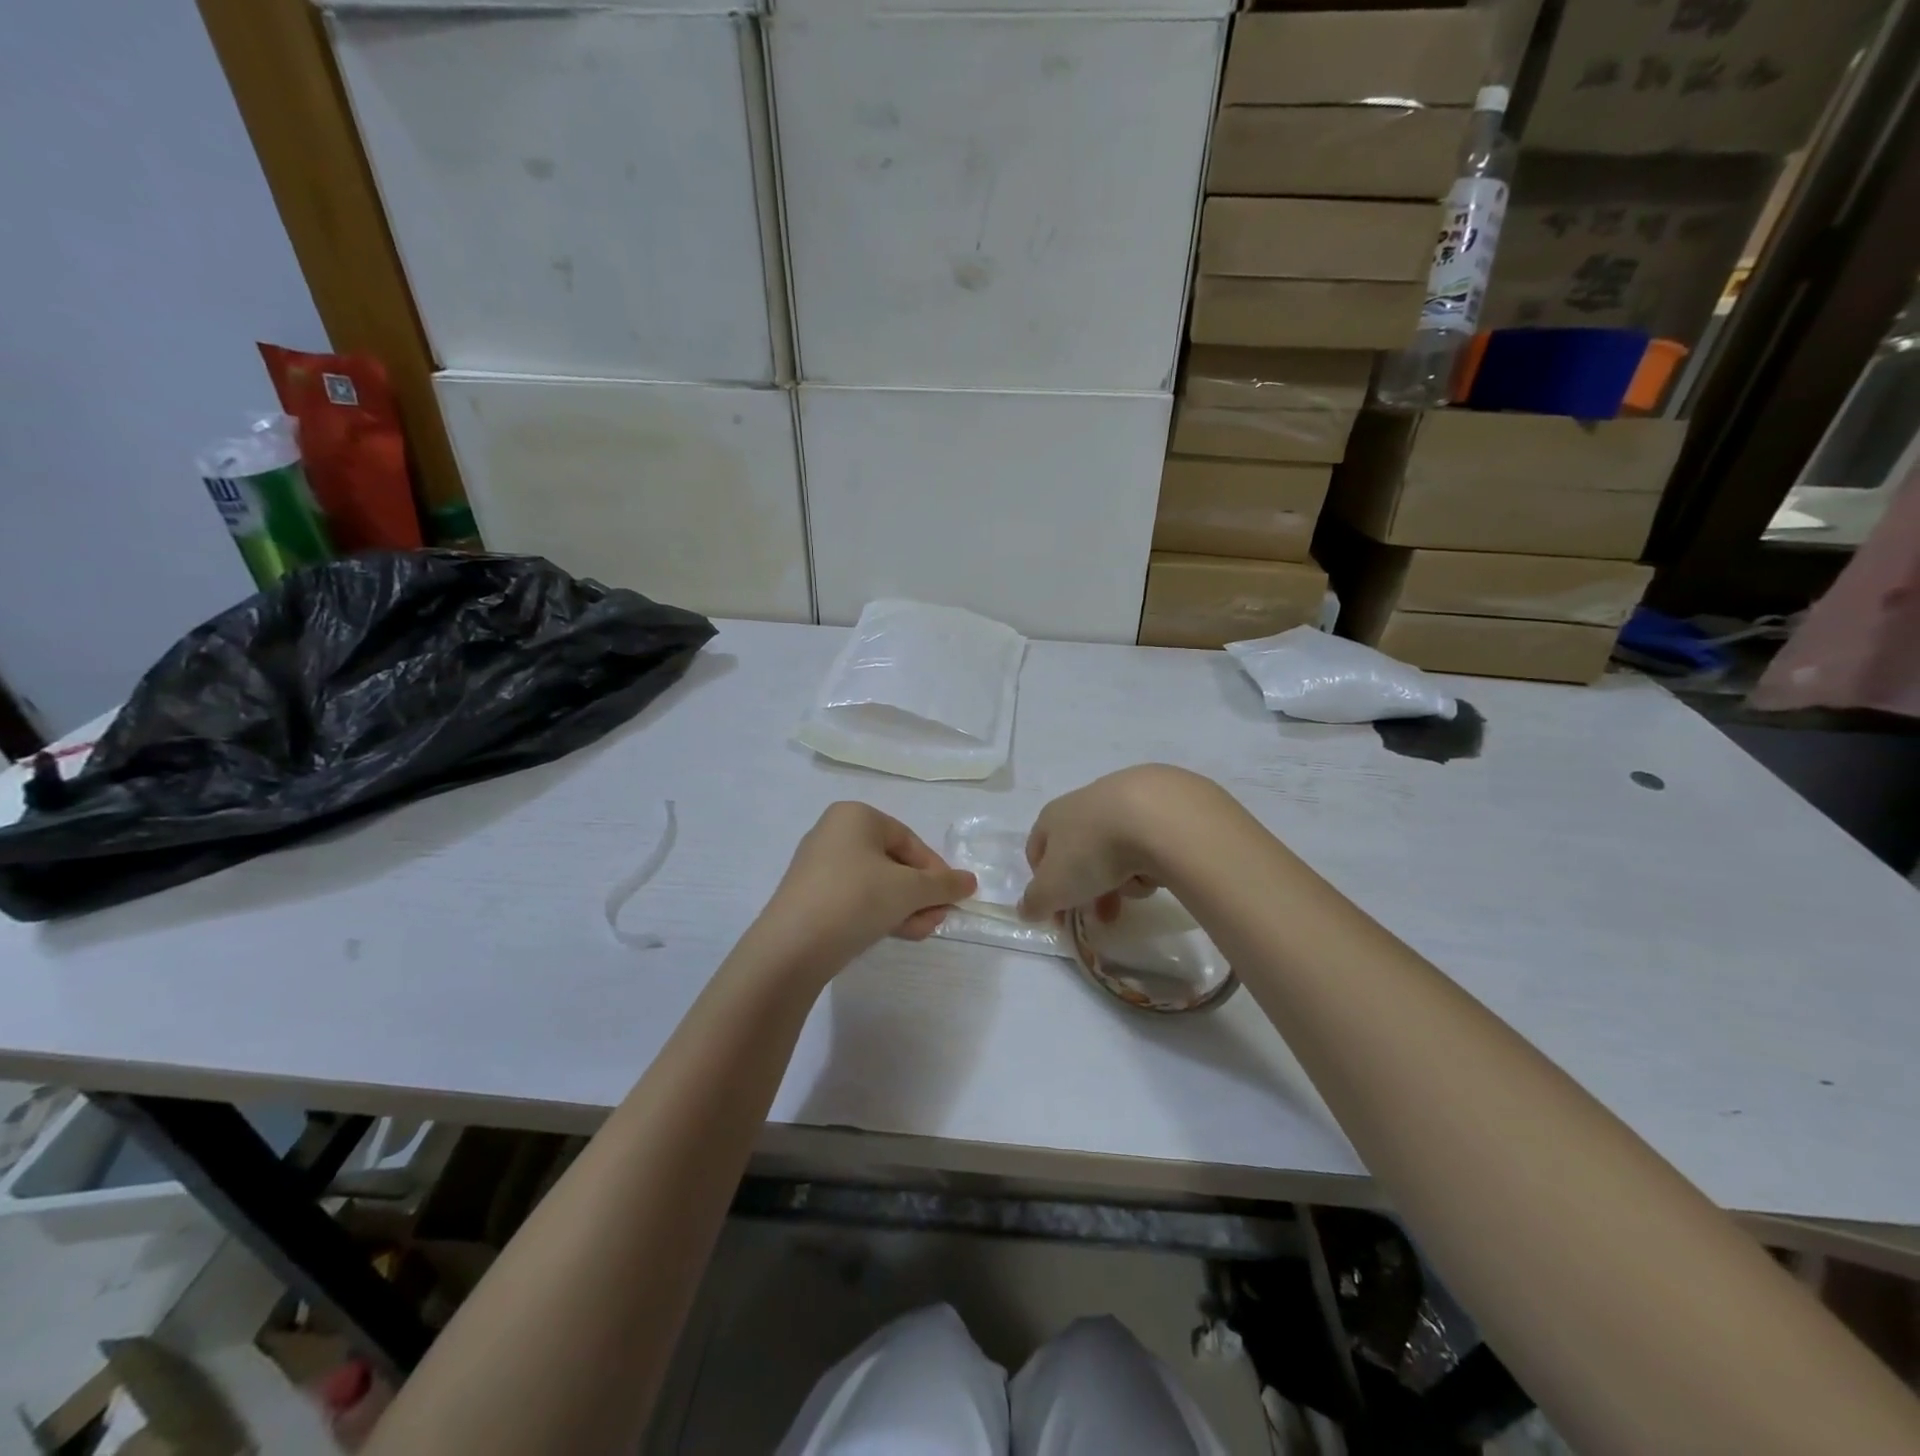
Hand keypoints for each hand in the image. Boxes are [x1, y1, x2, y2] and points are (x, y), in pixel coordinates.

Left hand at [760, 803, 976, 972]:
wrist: (792, 947)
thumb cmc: (856, 899)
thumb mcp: (909, 890)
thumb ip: (944, 884)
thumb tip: (970, 881)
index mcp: (855, 816)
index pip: (909, 840)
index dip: (935, 870)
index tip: (951, 897)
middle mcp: (834, 833)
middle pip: (893, 863)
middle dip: (920, 894)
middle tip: (937, 919)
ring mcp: (818, 866)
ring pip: (876, 884)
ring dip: (904, 907)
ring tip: (921, 932)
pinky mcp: (810, 897)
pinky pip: (854, 898)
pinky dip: (878, 913)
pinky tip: (895, 934)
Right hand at [1018, 765, 1215, 922]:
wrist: (1158, 816)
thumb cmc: (1093, 850)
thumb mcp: (1054, 887)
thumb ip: (1036, 901)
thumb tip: (1024, 909)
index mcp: (1052, 816)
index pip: (1037, 851)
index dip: (1043, 886)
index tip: (1058, 915)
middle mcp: (1084, 803)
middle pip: (1080, 855)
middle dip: (1089, 890)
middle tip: (1102, 917)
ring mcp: (1123, 799)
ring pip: (1114, 851)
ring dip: (1121, 878)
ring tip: (1136, 890)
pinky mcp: (1161, 803)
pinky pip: (1147, 842)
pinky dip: (1149, 860)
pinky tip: (1158, 870)